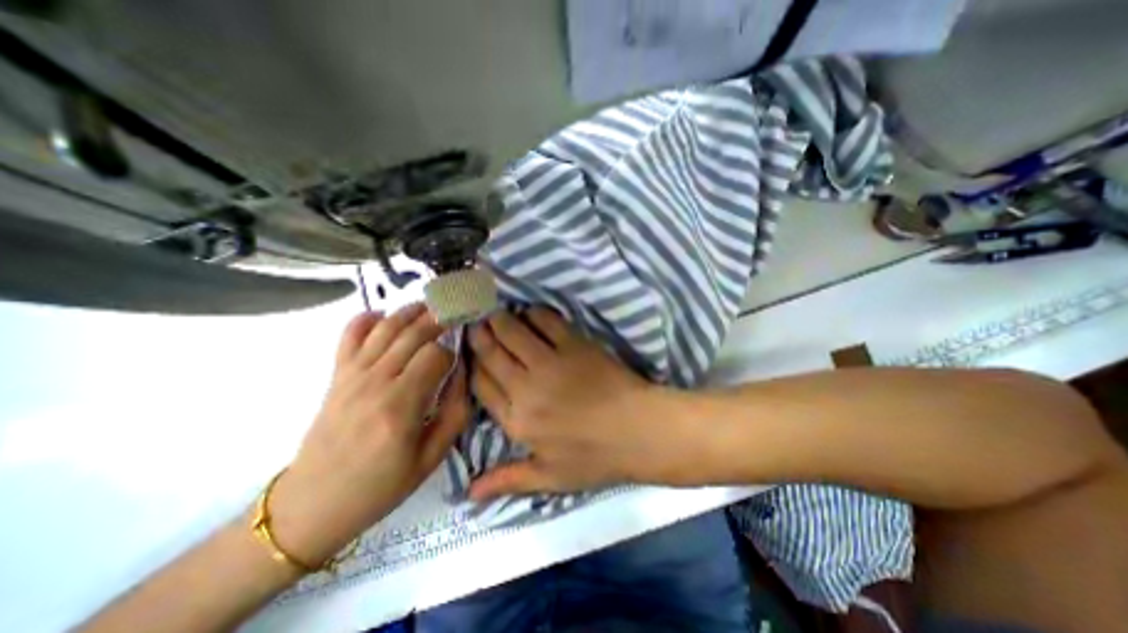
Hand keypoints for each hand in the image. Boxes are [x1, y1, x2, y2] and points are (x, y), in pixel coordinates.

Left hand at [270, 304, 468, 565]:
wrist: (312, 505)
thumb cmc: (381, 485)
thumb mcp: (432, 458)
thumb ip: (455, 412)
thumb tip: (463, 373)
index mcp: (401, 406)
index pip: (436, 356)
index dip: (453, 352)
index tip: (459, 358)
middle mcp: (376, 382)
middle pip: (413, 334)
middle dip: (439, 318)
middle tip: (457, 311)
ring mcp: (352, 375)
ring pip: (386, 328)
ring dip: (411, 311)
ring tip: (431, 305)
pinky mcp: (337, 375)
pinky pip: (349, 336)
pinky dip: (366, 319)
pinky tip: (383, 315)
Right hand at [462, 308, 693, 501]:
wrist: (639, 431)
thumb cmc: (596, 457)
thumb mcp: (550, 478)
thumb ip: (508, 481)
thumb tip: (468, 495)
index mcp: (517, 421)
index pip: (480, 385)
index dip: (471, 365)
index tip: (469, 353)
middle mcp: (526, 387)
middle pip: (491, 353)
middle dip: (479, 335)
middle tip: (475, 322)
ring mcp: (551, 362)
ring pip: (513, 332)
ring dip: (500, 319)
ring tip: (496, 313)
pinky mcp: (575, 344)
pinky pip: (546, 321)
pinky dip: (534, 314)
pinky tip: (530, 313)